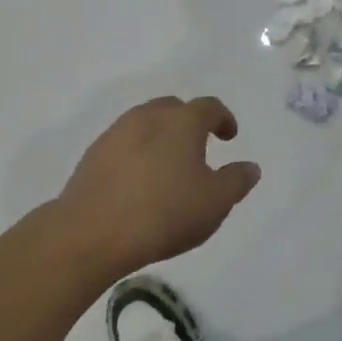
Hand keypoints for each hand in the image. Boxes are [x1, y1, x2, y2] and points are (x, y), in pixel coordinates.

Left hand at [57, 96, 260, 275]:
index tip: (229, 137)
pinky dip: (137, 152)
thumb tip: (250, 167)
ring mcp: (116, 133)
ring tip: (168, 165)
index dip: (223, 119)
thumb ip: (236, 181)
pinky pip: (124, 143)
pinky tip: (139, 180)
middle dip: (190, 122)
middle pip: (174, 108)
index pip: (209, 107)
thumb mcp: (215, 203)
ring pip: (145, 123)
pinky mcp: (93, 154)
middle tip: (198, 147)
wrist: (91, 233)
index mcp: (182, 122)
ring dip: (161, 136)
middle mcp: (148, 117)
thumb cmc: (164, 213)